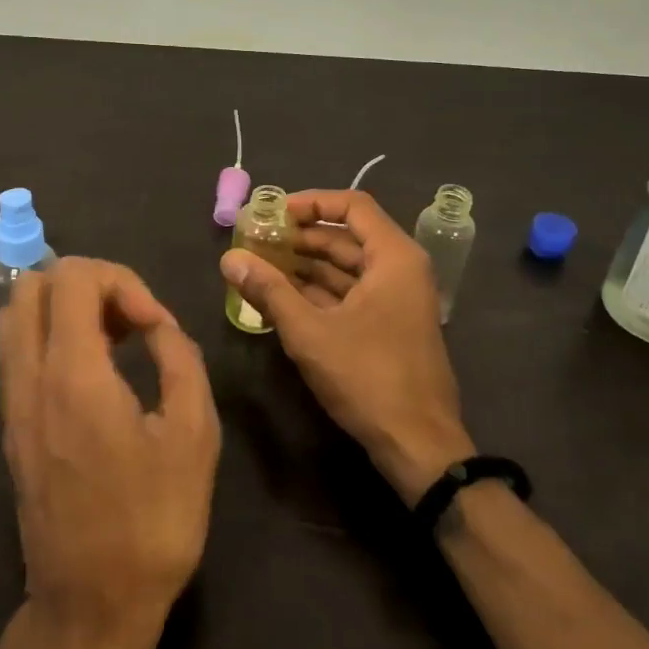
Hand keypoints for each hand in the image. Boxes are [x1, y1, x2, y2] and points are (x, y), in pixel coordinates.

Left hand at [0, 257, 219, 648]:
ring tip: (113, 339)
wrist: (90, 608)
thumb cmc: (152, 524)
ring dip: (64, 307)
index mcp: (73, 377)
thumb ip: (179, 359)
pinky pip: (16, 350)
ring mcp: (12, 404)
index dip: (121, 281)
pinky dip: (50, 334)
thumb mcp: (194, 436)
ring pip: (15, 315)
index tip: (154, 325)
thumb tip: (157, 325)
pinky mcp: (10, 426)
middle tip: (130, 320)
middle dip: (88, 284)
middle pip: (32, 284)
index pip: (72, 278)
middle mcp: (29, 379)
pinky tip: (94, 370)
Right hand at [220, 189, 474, 501]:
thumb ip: (269, 291)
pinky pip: (350, 293)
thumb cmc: (368, 378)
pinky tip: (281, 298)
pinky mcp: (389, 326)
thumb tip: (229, 259)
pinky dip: (318, 291)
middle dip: (300, 237)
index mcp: (394, 257)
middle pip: (346, 236)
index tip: (273, 212)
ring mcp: (396, 300)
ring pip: (346, 267)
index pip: (352, 205)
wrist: (419, 445)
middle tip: (256, 241)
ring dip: (305, 265)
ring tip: (260, 267)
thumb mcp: (310, 332)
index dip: (310, 202)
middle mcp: (400, 270)